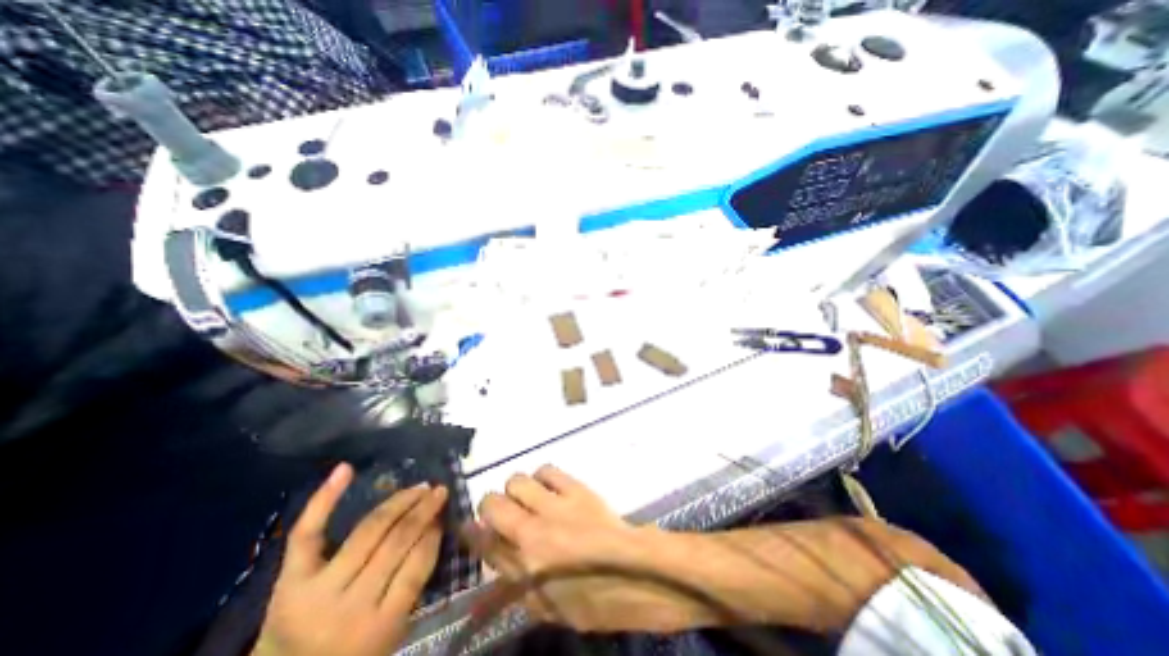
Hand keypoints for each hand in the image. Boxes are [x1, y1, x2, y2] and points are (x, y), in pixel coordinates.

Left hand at [253, 464, 449, 654]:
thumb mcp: (392, 634)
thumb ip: (413, 586)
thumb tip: (433, 529)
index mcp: (378, 629)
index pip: (416, 568)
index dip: (433, 536)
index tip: (443, 516)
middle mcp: (348, 607)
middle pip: (396, 543)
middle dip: (422, 510)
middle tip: (439, 490)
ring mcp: (316, 590)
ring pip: (368, 530)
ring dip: (399, 501)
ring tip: (418, 487)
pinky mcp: (289, 580)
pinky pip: (308, 534)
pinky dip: (325, 499)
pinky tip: (345, 470)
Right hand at [470, 464, 702, 632]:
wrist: (634, 573)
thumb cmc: (590, 598)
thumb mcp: (544, 605)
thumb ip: (511, 581)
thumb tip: (488, 555)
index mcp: (524, 569)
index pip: (483, 542)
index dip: (471, 530)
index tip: (472, 525)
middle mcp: (533, 533)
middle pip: (492, 503)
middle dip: (491, 506)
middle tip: (504, 512)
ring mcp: (556, 506)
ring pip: (517, 480)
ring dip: (517, 489)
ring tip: (529, 497)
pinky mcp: (576, 489)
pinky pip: (547, 470)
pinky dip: (542, 476)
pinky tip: (549, 486)